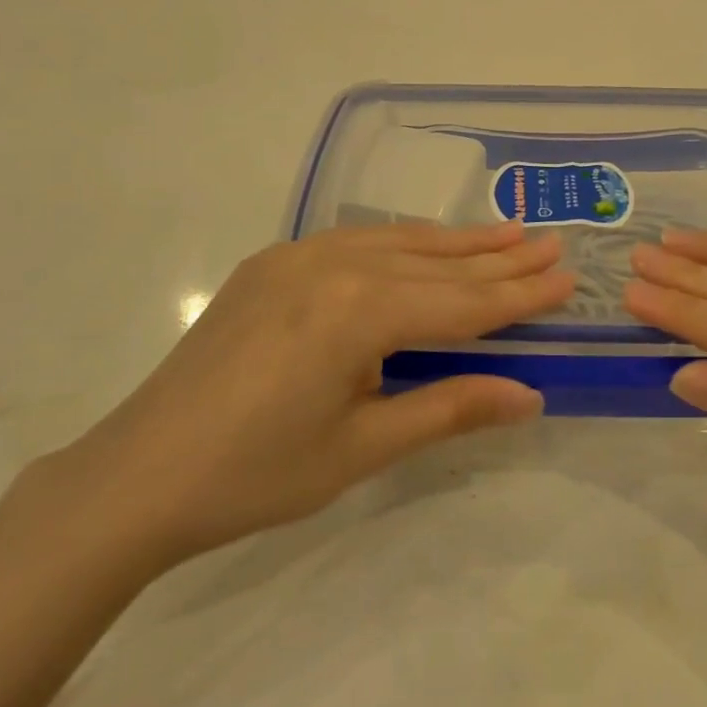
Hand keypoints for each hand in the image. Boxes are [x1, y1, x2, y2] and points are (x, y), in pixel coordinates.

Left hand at [51, 223, 574, 575]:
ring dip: (455, 242)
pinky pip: (354, 243)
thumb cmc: (256, 474)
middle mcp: (332, 265)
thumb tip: (529, 395)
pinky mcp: (271, 265)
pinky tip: (423, 245)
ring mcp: (296, 258)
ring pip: (396, 242)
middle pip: (435, 264)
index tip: (568, 278)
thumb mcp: (362, 448)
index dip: (519, 295)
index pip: (461, 302)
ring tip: (506, 232)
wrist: (138, 474)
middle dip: (499, 259)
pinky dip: (401, 244)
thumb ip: (449, 408)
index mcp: (358, 312)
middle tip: (552, 243)